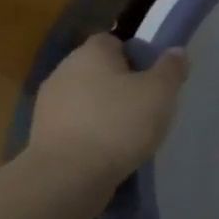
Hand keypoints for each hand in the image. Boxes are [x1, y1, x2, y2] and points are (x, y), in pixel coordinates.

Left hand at [27, 35, 188, 182]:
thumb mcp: (160, 93)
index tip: (153, 81)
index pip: (115, 42)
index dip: (136, 57)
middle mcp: (64, 70)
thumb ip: (171, 69)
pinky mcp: (42, 135)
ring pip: (86, 100)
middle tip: (146, 109)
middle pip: (100, 71)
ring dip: (104, 112)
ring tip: (128, 136)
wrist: (67, 176)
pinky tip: (107, 153)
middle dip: (121, 86)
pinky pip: (75, 126)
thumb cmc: (118, 124)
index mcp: (91, 52)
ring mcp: (48, 104)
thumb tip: (175, 52)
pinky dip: (90, 135)